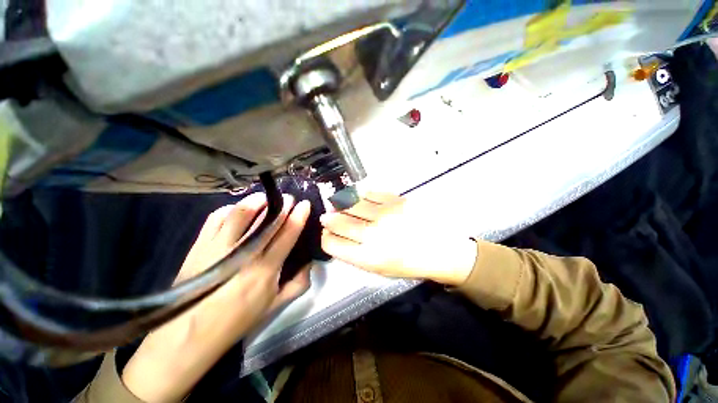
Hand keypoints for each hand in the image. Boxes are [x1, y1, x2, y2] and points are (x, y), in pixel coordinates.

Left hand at [122, 193, 310, 402]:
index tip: (305, 204)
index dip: (298, 216)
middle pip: (267, 221)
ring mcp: (218, 248)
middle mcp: (244, 255)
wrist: (186, 336)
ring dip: (257, 201)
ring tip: (266, 197)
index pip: (287, 234)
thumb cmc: (236, 321)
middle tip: (289, 197)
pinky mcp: (199, 246)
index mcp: (265, 270)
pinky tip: (238, 209)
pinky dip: (230, 209)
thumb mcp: (274, 306)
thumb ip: (298, 284)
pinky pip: (216, 218)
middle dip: (282, 205)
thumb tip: (310, 264)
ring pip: (241, 214)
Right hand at [320, 192, 476, 285]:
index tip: (326, 234)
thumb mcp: (380, 269)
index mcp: (367, 257)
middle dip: (329, 219)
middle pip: (339, 222)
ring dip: (341, 205)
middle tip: (327, 216)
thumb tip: (339, 237)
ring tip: (338, 204)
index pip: (332, 244)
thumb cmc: (409, 264)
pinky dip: (360, 195)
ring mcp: (385, 215)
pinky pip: (370, 194)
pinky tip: (358, 197)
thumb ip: (356, 254)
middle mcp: (373, 234)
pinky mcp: (397, 201)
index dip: (325, 237)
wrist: (441, 251)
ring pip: (351, 205)